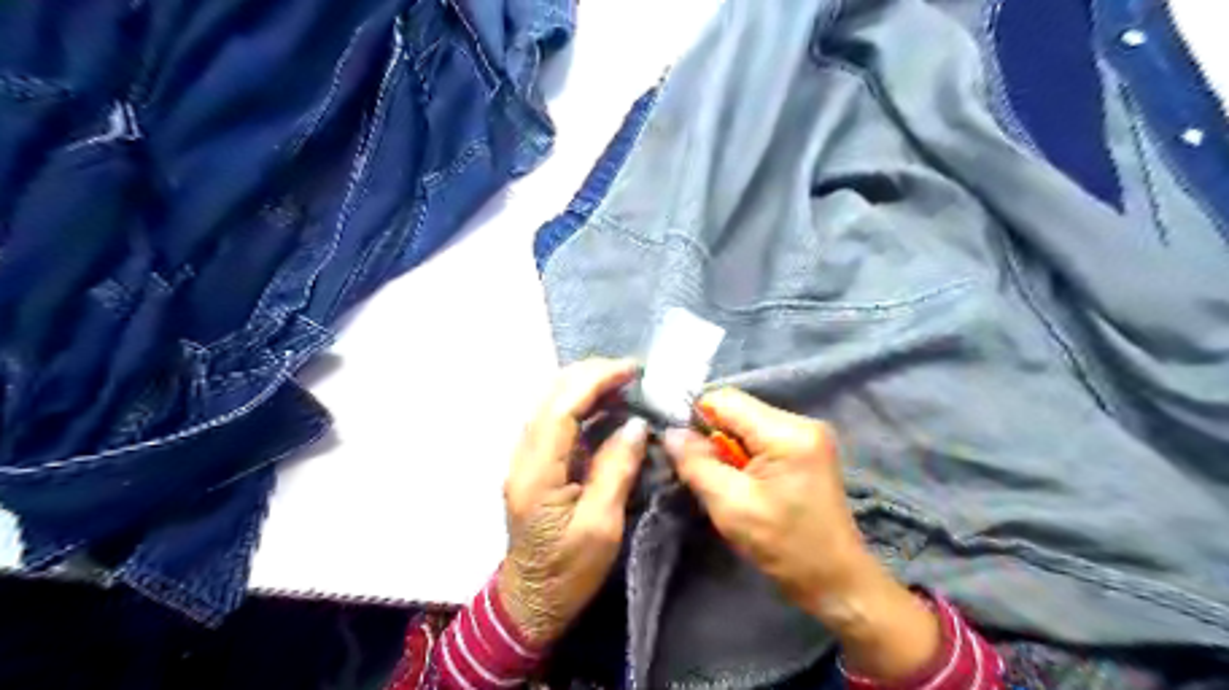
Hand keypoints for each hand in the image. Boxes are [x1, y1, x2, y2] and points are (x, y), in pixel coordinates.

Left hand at [498, 359, 650, 648]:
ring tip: (624, 383)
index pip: (562, 408)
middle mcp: (523, 456)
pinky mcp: (534, 463)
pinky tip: (605, 406)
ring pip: (550, 403)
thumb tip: (636, 424)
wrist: (531, 601)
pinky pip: (555, 419)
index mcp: (537, 472)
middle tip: (632, 373)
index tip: (632, 370)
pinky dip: (580, 403)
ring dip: (585, 385)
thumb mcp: (601, 526)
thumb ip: (616, 470)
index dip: (595, 380)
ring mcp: (524, 458)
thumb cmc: (568, 571)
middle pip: (551, 396)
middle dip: (590, 375)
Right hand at [664, 391, 942, 680]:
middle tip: (708, 476)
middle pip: (737, 409)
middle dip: (713, 437)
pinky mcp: (808, 448)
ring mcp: (808, 433)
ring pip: (746, 423)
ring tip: (728, 483)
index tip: (686, 452)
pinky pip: (761, 436)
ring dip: (728, 448)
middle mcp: (801, 421)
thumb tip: (672, 432)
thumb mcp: (731, 507)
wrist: (837, 581)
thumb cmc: (785, 546)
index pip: (725, 399)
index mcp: (787, 432)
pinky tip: (746, 483)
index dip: (696, 419)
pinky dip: (744, 455)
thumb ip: (697, 464)